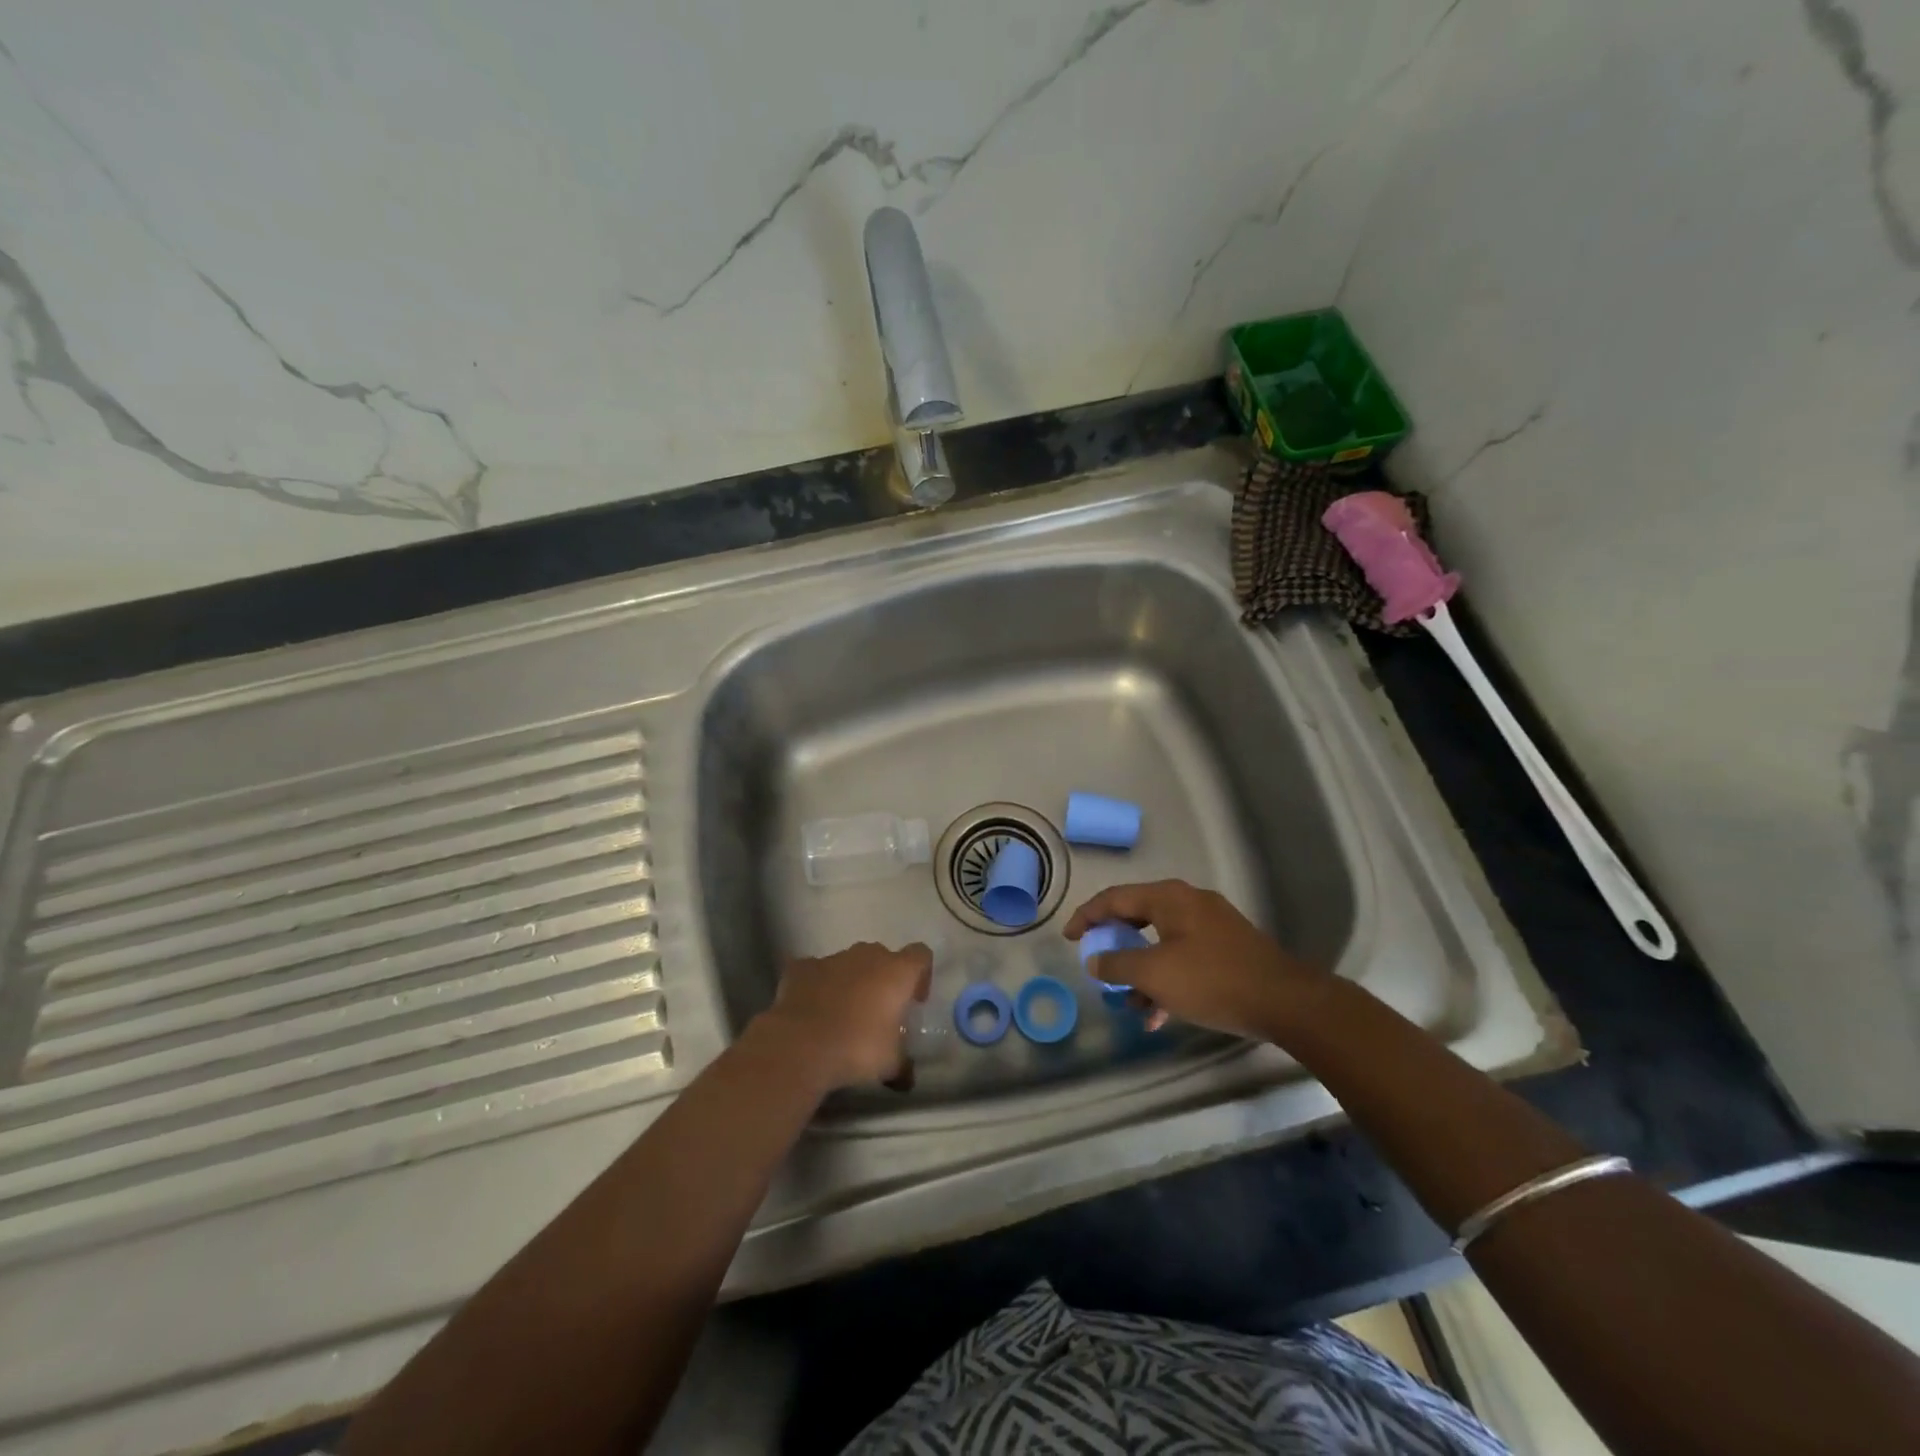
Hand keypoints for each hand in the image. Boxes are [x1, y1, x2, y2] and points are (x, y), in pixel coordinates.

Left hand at [755, 941, 931, 1090]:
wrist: (801, 1045)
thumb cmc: (857, 1048)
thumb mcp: (891, 1063)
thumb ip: (903, 1063)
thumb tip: (907, 1076)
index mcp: (897, 971)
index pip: (920, 955)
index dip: (921, 975)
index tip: (914, 1001)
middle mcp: (867, 955)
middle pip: (883, 957)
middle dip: (883, 979)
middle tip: (879, 1011)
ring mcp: (832, 958)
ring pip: (849, 963)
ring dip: (850, 982)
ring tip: (842, 1014)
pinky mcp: (801, 967)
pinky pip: (815, 972)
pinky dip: (817, 985)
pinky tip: (812, 1010)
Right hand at [1064, 880, 1325, 1040]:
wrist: (1286, 1002)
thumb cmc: (1212, 980)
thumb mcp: (1155, 974)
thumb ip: (1117, 964)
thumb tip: (1095, 959)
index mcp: (1169, 898)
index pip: (1114, 898)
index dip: (1086, 916)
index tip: (1069, 938)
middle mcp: (1188, 903)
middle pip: (1137, 918)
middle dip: (1115, 946)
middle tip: (1097, 965)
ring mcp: (1211, 925)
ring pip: (1161, 943)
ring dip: (1142, 972)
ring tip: (1130, 1005)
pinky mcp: (1227, 949)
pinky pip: (1183, 957)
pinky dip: (1167, 980)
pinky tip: (1161, 1014)